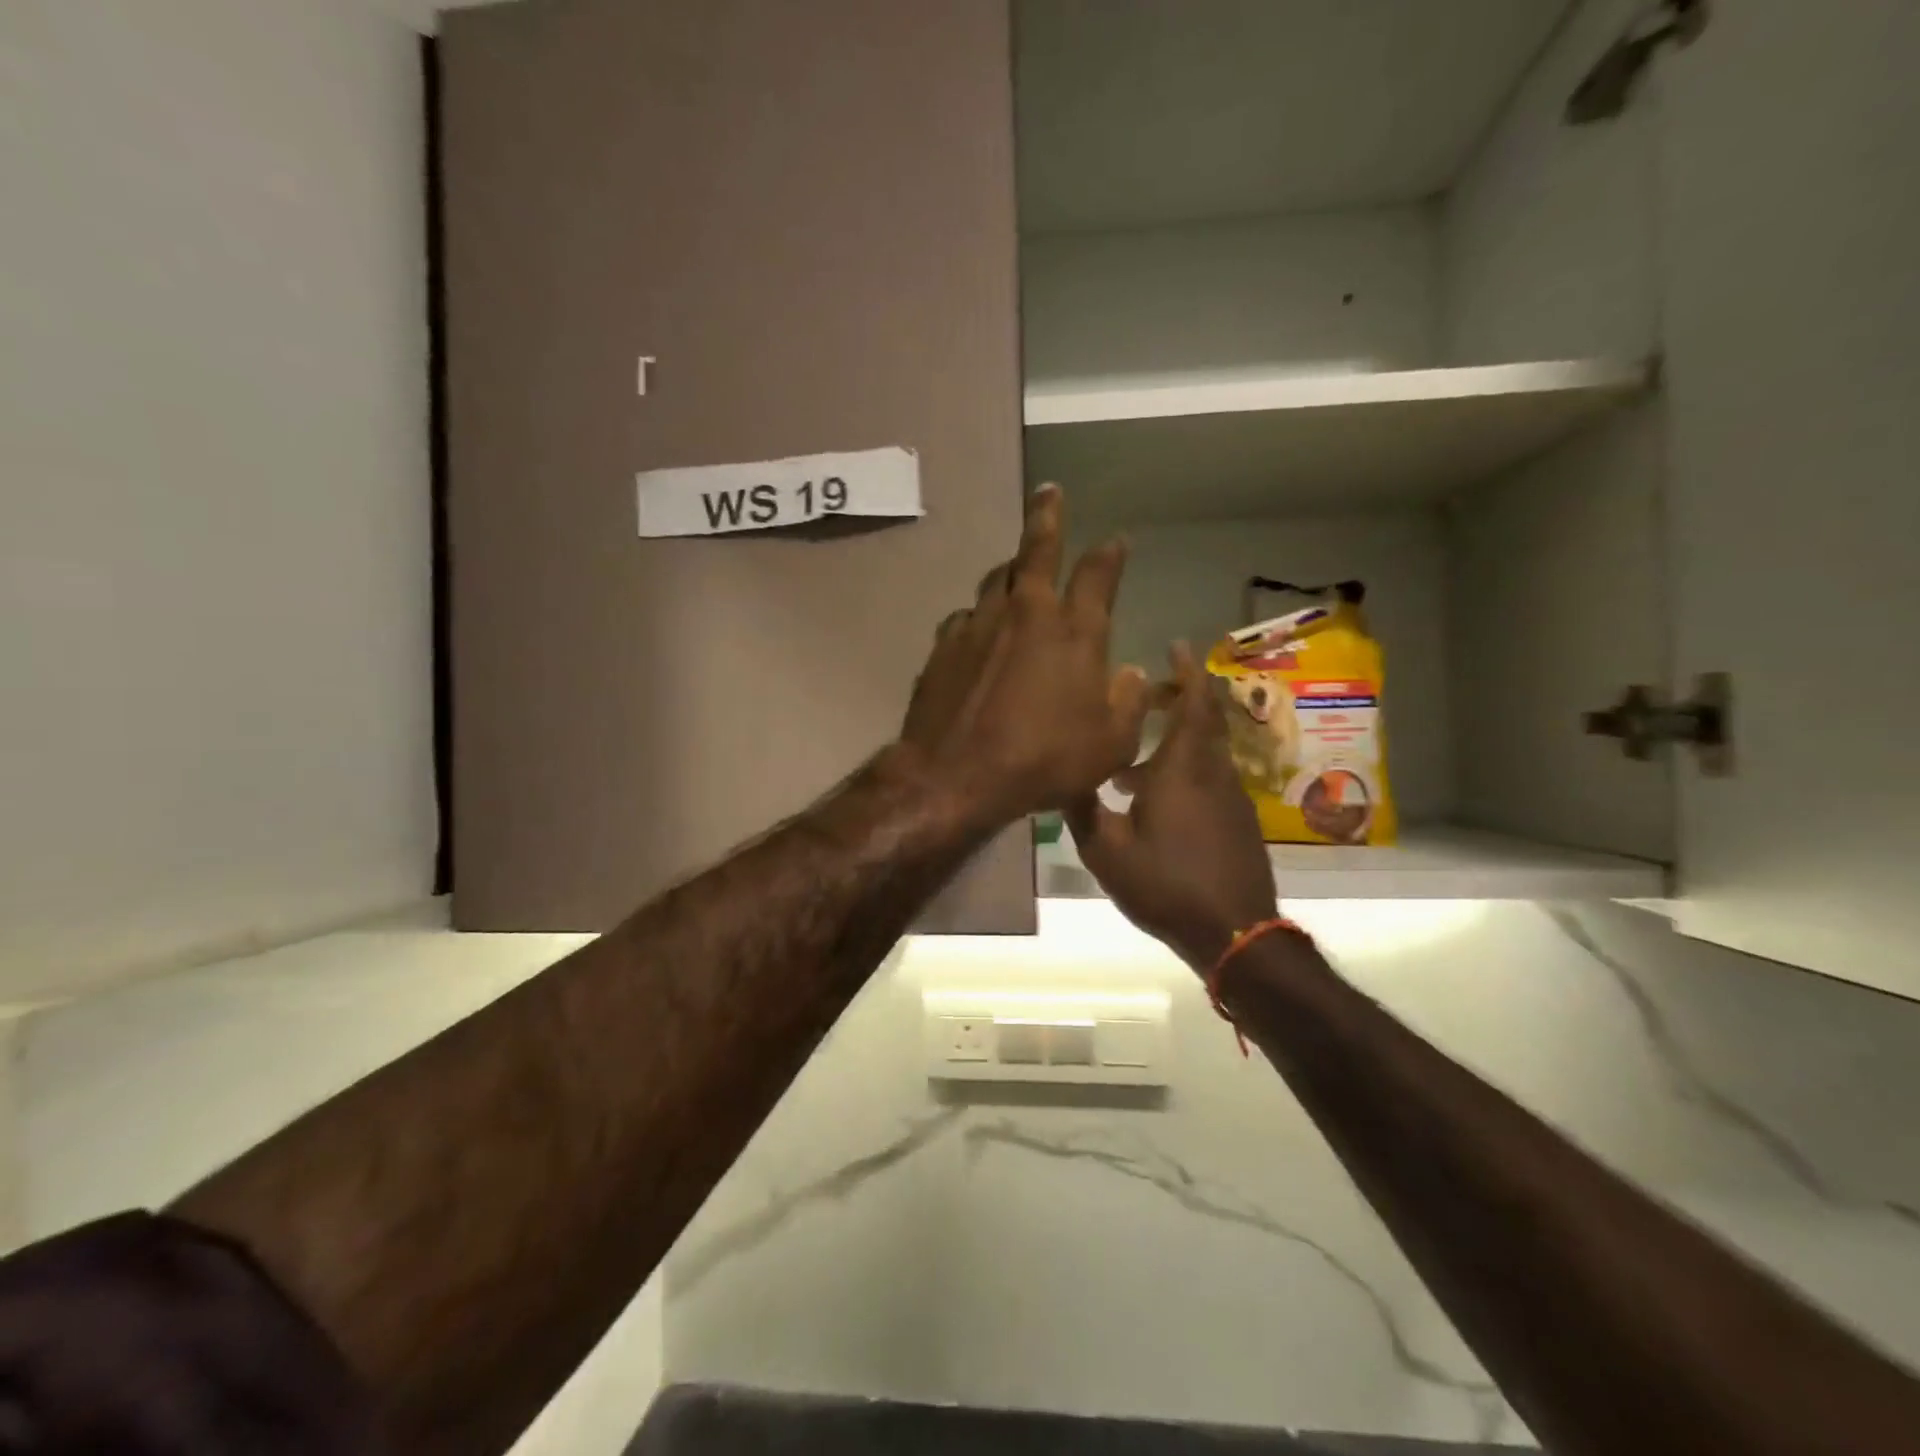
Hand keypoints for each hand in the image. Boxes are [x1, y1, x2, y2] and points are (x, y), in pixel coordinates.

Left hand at [900, 485, 1148, 829]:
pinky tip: (977, 629)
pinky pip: (965, 617)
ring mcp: (979, 624)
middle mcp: (1026, 613)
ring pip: (996, 578)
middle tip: (1048, 491)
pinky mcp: (943, 645)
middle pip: (1037, 548)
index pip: (1098, 574)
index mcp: (1074, 631)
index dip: (1109, 554)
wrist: (955, 775)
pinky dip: (978, 616)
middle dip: (1047, 515)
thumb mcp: (1109, 746)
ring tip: (1015, 565)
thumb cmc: (1042, 761)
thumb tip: (1131, 673)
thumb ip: (1128, 704)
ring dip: (1010, 568)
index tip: (1116, 540)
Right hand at [1066, 644, 1276, 968]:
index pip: (1193, 703)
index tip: (1176, 645)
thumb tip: (1065, 775)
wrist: (1233, 932)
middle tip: (1148, 695)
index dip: (1187, 671)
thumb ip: (1082, 808)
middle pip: (1204, 720)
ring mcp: (1231, 797)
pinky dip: (1185, 771)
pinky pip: (1210, 778)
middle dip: (1180, 699)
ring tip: (1130, 765)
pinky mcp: (1238, 821)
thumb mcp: (1105, 850)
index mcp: (1182, 768)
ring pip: (1205, 752)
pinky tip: (1154, 802)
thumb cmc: (1165, 883)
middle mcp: (1212, 772)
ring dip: (1175, 742)